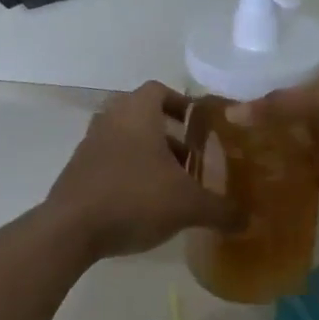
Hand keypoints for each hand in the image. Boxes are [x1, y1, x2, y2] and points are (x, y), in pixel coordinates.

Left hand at [46, 82, 243, 259]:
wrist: (70, 230)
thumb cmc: (134, 199)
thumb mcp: (188, 205)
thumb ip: (221, 210)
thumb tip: (248, 220)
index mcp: (137, 113)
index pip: (158, 89)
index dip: (179, 102)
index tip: (196, 123)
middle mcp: (111, 120)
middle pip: (140, 113)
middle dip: (166, 132)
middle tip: (188, 156)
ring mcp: (89, 145)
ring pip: (123, 138)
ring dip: (145, 153)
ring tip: (168, 182)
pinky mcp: (76, 171)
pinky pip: (107, 160)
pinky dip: (125, 171)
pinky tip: (141, 202)